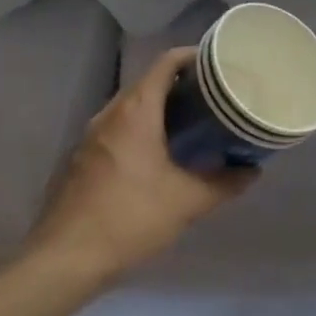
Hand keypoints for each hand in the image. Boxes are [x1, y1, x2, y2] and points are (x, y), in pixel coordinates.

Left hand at [26, 48, 256, 281]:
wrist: (64, 259)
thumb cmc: (130, 218)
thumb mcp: (187, 202)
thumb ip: (224, 183)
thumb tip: (252, 171)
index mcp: (135, 110)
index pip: (165, 62)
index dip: (192, 56)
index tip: (217, 64)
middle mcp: (109, 113)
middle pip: (148, 82)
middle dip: (180, 85)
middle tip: (212, 97)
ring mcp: (89, 136)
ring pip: (130, 107)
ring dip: (158, 109)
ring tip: (190, 124)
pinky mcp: (80, 159)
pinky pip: (116, 129)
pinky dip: (139, 129)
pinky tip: (156, 156)